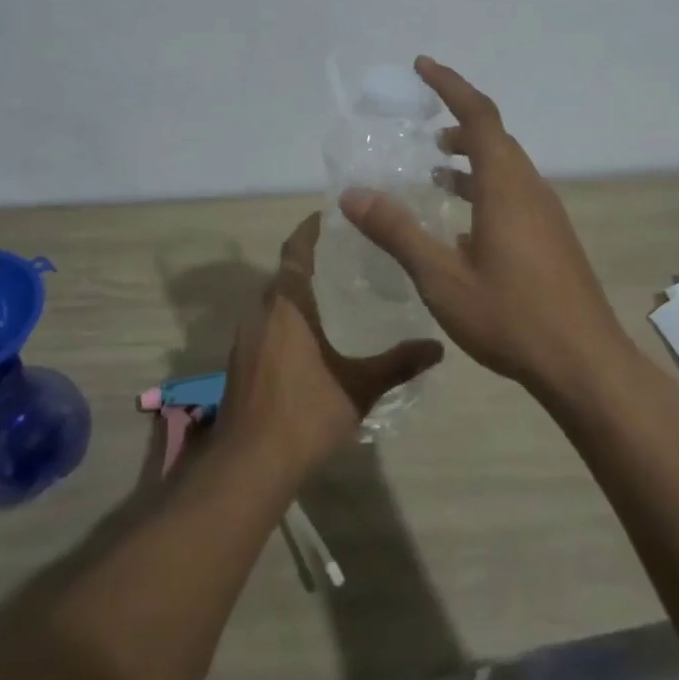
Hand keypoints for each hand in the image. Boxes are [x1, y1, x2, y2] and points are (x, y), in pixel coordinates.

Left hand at [216, 213, 443, 478]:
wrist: (249, 464)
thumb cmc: (305, 414)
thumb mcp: (360, 387)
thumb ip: (399, 363)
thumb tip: (438, 347)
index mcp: (287, 306)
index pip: (295, 251)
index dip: (310, 229)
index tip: (332, 215)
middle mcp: (261, 312)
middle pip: (284, 273)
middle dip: (310, 262)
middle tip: (347, 256)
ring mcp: (245, 337)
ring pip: (273, 301)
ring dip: (297, 292)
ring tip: (334, 294)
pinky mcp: (240, 361)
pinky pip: (265, 324)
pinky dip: (286, 319)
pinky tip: (310, 338)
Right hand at [339, 56, 628, 393]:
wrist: (583, 363)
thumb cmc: (511, 316)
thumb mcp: (441, 277)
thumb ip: (397, 232)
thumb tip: (353, 195)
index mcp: (505, 186)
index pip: (478, 115)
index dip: (450, 85)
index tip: (421, 66)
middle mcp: (529, 189)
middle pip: (494, 137)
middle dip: (458, 121)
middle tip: (421, 124)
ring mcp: (546, 214)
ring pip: (505, 167)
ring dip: (471, 157)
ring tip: (435, 167)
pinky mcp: (552, 238)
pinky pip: (513, 193)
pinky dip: (483, 187)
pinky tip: (461, 223)